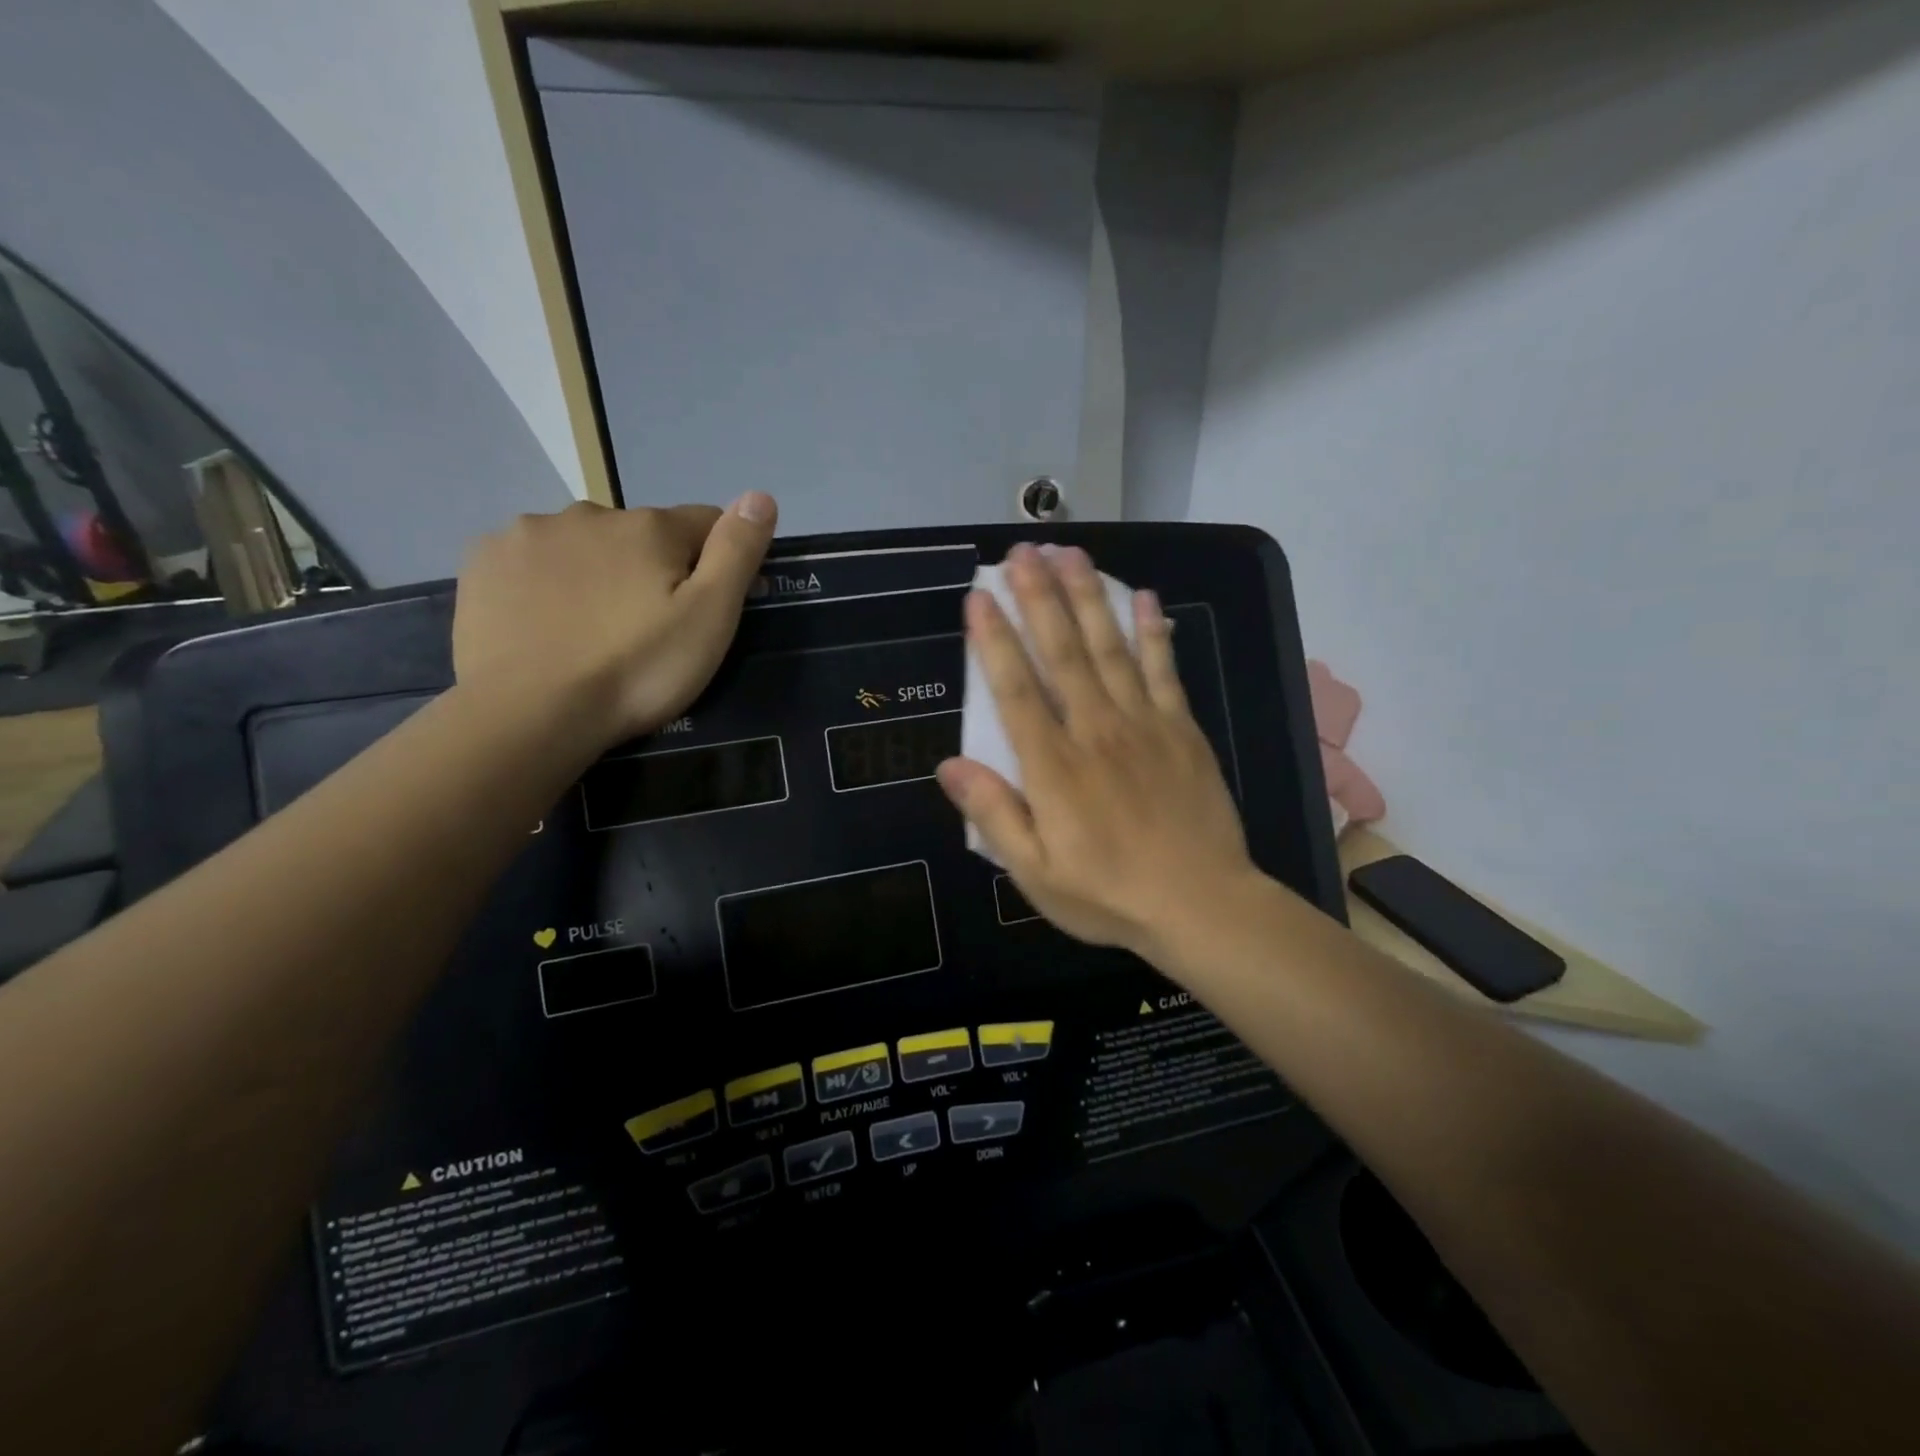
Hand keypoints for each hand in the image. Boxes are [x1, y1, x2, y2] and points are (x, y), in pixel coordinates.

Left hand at [453, 494, 776, 747]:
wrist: (530, 713)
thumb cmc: (636, 670)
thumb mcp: (709, 618)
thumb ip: (736, 552)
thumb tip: (761, 495)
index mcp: (648, 527)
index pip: (704, 522)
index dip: (715, 561)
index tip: (709, 607)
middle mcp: (588, 513)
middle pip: (640, 535)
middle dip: (650, 568)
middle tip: (647, 630)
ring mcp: (528, 534)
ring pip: (583, 545)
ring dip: (596, 572)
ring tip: (593, 631)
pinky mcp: (483, 561)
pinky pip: (532, 561)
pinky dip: (545, 582)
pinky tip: (546, 623)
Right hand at [936, 543, 1259, 962]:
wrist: (1201, 904)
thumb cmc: (1108, 893)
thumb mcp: (1035, 872)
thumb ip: (994, 814)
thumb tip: (948, 767)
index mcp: (1054, 766)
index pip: (1015, 690)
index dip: (994, 640)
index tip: (979, 596)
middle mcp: (1095, 730)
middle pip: (1062, 652)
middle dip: (1039, 597)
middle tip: (1022, 551)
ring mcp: (1143, 724)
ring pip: (1110, 648)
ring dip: (1088, 597)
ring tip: (1070, 553)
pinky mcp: (1181, 730)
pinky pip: (1165, 670)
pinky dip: (1154, 632)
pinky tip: (1145, 596)